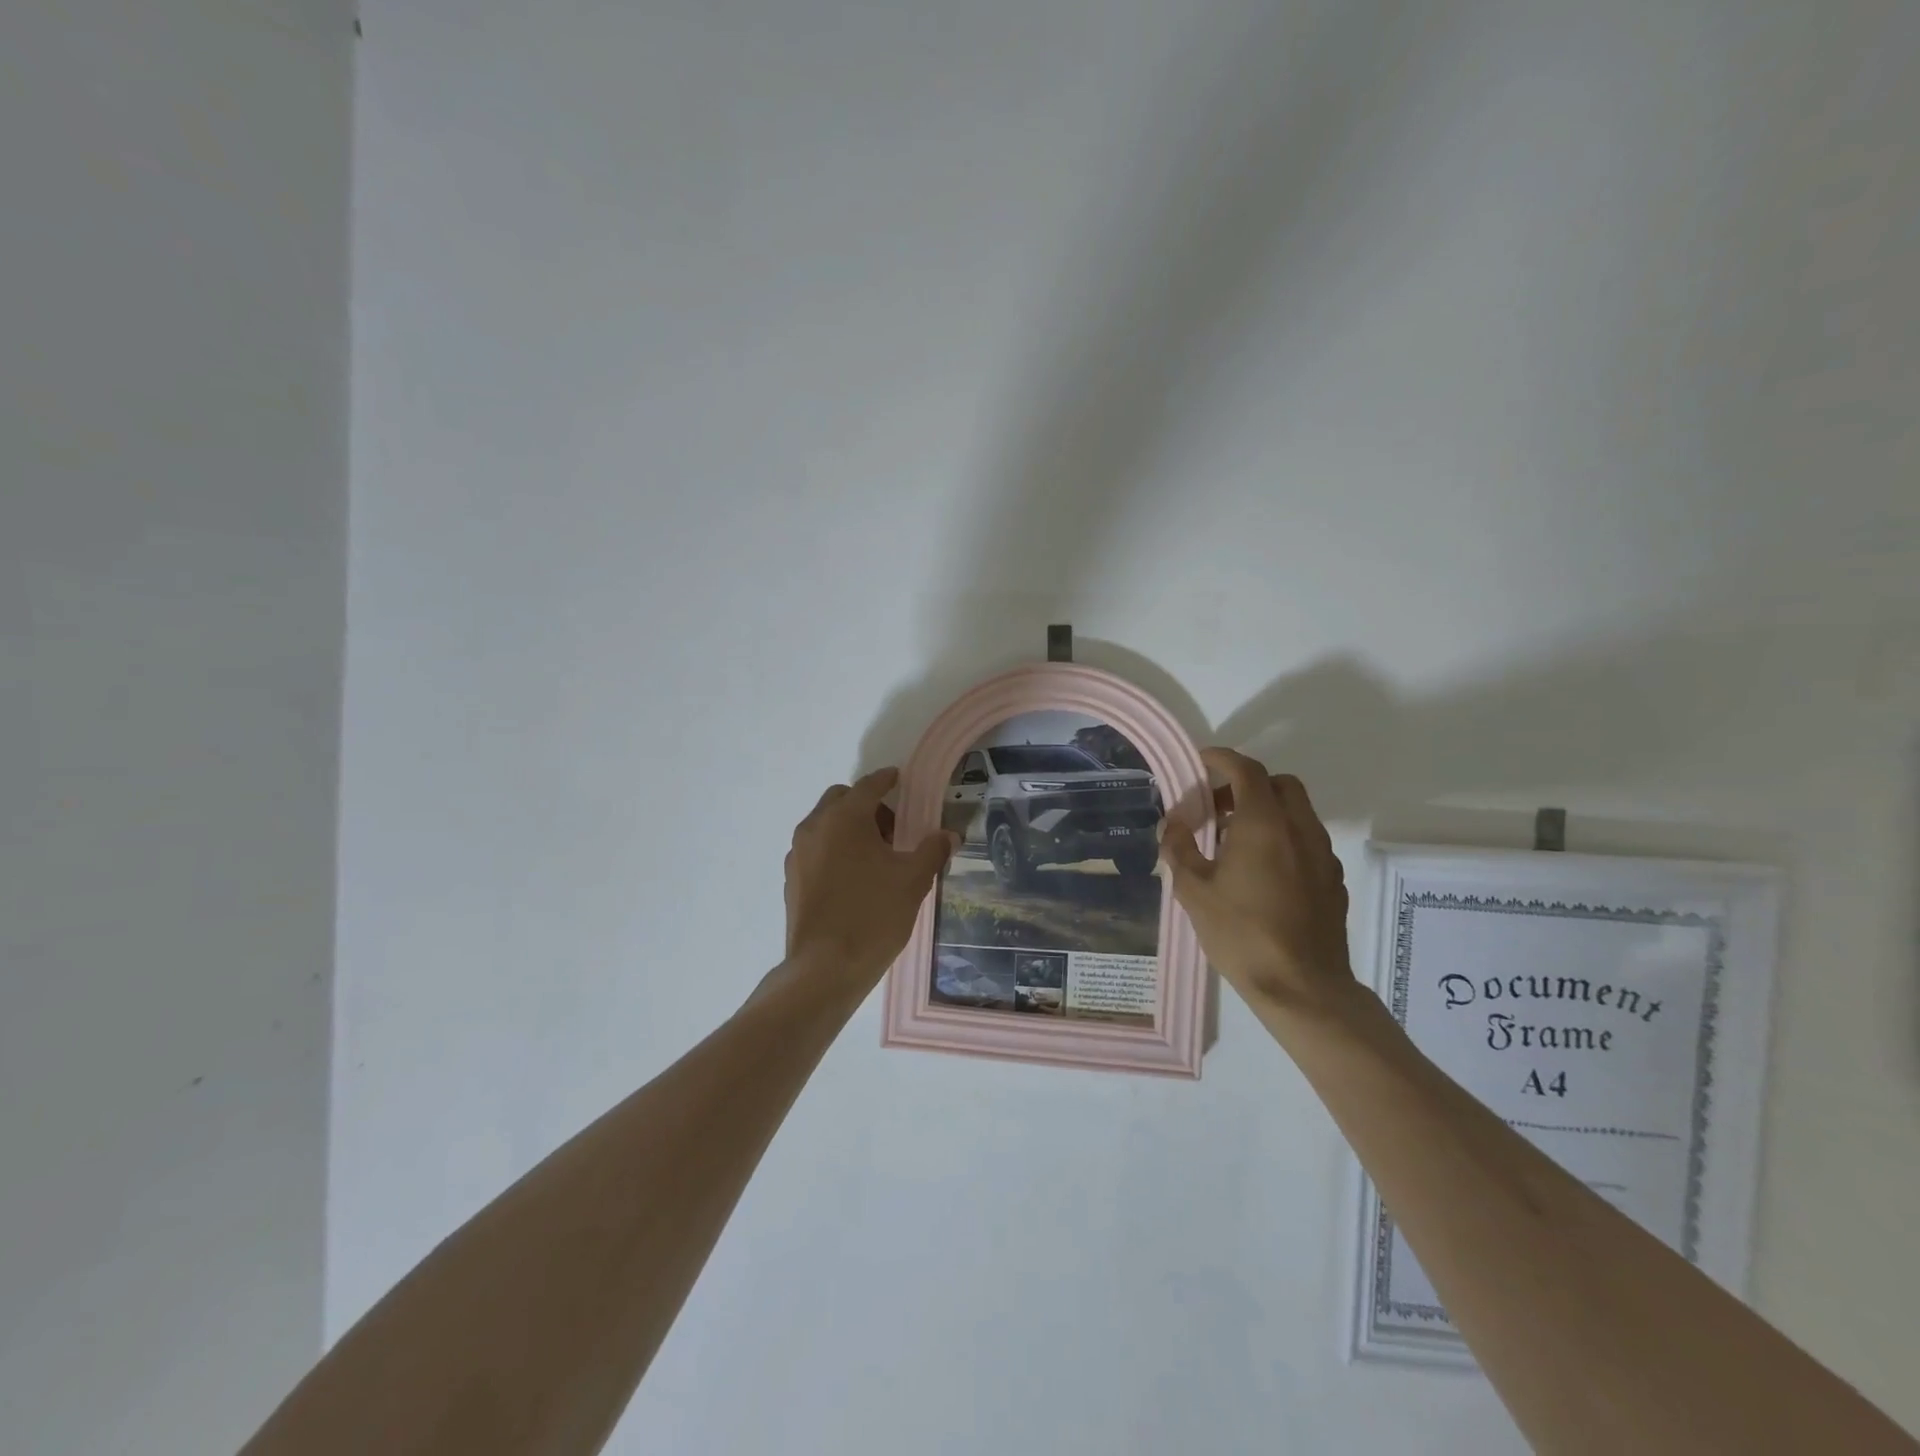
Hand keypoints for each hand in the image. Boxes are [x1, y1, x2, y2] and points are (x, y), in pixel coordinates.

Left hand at [782, 768, 957, 994]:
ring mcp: (798, 854)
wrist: (825, 968)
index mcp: (844, 818)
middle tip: (893, 828)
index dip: (886, 780)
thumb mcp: (913, 880)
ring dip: (849, 827)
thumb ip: (932, 851)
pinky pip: (816, 849)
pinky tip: (855, 877)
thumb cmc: (873, 914)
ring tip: (876, 856)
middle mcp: (814, 827)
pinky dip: (834, 849)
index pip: (868, 786)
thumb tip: (949, 835)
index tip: (898, 778)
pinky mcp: (792, 879)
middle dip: (865, 805)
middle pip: (841, 800)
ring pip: (825, 825)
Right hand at [1159, 749, 1354, 1017]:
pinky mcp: (1333, 880)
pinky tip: (1262, 871)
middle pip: (1279, 784)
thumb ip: (1180, 849)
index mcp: (1264, 824)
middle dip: (1246, 784)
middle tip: (1216, 806)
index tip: (1200, 761)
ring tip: (1234, 842)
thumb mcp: (1194, 891)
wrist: (1303, 988)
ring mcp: (1322, 855)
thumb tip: (1173, 823)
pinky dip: (1283, 838)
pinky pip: (1307, 840)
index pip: (1246, 770)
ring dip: (1266, 811)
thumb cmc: (1242, 934)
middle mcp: (1300, 829)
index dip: (1221, 758)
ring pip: (1297, 812)